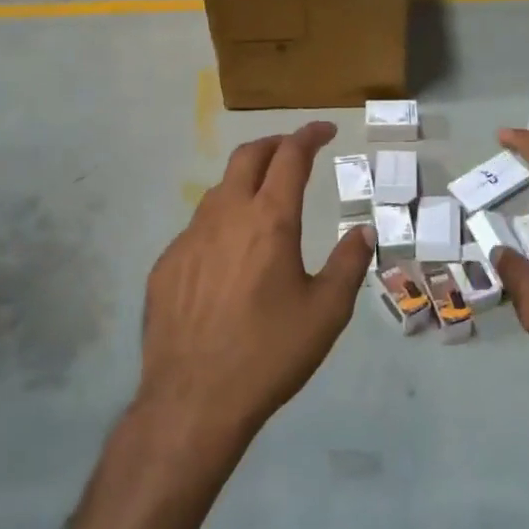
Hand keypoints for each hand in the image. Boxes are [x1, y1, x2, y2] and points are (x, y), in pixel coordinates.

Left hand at [139, 121, 374, 445]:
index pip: (290, 157)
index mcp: (269, 221)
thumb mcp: (326, 312)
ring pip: (218, 191)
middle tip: (294, 149)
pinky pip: (198, 228)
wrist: (194, 398)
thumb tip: (363, 231)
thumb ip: (348, 264)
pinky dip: (221, 221)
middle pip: (247, 157)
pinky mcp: (166, 265)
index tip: (324, 130)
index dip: (309, 136)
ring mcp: (188, 239)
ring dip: (245, 182)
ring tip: (264, 200)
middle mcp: (225, 217)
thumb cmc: (270, 353)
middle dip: (274, 143)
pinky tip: (229, 255)